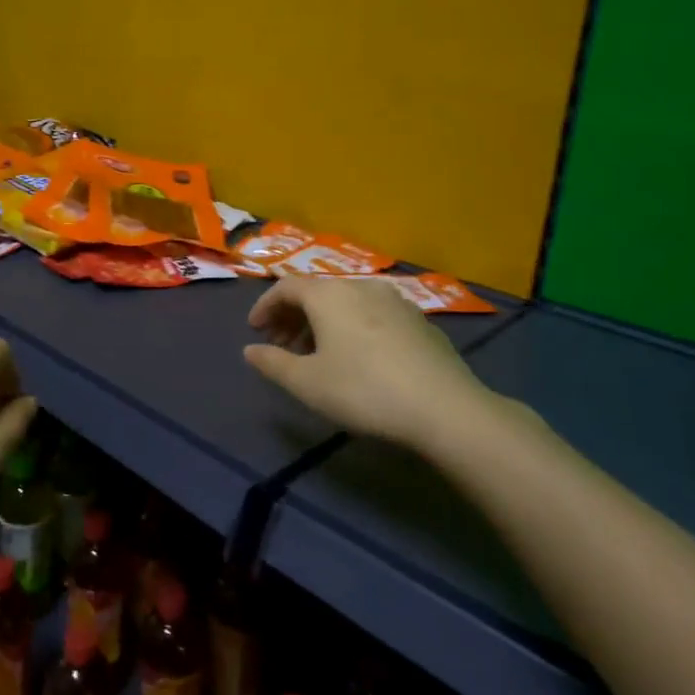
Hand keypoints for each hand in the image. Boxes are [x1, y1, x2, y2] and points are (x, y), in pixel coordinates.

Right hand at [243, 278, 496, 452]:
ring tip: (317, 354)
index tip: (255, 330)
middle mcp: (360, 287)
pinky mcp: (419, 321)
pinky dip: (352, 327)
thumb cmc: (363, 390)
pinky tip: (358, 357)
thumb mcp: (307, 383)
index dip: (265, 306)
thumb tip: (249, 350)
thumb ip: (273, 363)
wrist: (445, 408)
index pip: (286, 287)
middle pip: (317, 292)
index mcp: (329, 295)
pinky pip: (373, 314)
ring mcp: (395, 301)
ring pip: (346, 302)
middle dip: (293, 316)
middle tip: (282, 344)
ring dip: (323, 322)